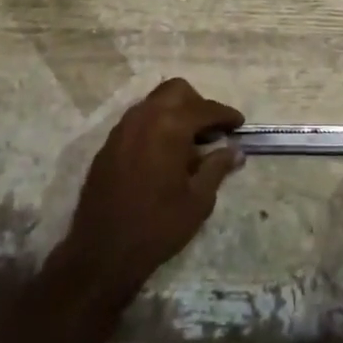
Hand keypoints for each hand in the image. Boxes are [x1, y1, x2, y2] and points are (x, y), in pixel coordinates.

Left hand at [60, 78, 244, 301]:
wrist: (103, 251)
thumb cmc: (158, 226)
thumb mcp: (198, 200)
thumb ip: (217, 167)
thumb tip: (235, 150)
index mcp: (169, 126)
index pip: (205, 108)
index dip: (226, 115)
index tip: (239, 125)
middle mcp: (144, 117)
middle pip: (176, 90)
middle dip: (198, 104)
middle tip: (211, 131)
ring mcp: (122, 129)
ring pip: (154, 102)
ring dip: (174, 112)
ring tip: (189, 143)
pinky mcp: (108, 144)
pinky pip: (137, 121)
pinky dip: (155, 126)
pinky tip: (163, 154)